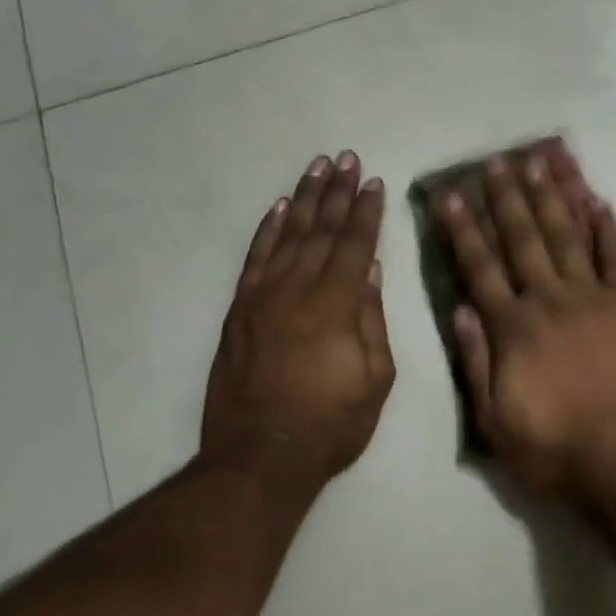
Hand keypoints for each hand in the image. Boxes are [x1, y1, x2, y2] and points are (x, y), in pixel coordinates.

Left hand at [202, 151, 394, 485]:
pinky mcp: (239, 311)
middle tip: (348, 158)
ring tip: (318, 167)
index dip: (366, 212)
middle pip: (321, 230)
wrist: (260, 457)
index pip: (355, 245)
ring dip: (304, 198)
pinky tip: (280, 208)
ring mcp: (262, 298)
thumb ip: (373, 319)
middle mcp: (297, 290)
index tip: (375, 182)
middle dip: (338, 192)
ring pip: (287, 235)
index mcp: (336, 306)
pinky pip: (255, 260)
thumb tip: (372, 272)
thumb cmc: (331, 423)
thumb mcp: (376, 378)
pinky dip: (268, 231)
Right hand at [438, 146, 615, 500]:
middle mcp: (551, 300)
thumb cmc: (556, 450)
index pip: (481, 268)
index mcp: (514, 328)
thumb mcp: (495, 422)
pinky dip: (608, 228)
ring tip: (542, 162)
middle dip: (507, 199)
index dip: (463, 230)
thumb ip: (475, 363)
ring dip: (553, 197)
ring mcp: (595, 299)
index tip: (451, 196)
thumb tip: (460, 310)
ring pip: (569, 236)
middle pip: (524, 239)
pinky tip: (598, 201)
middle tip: (497, 162)